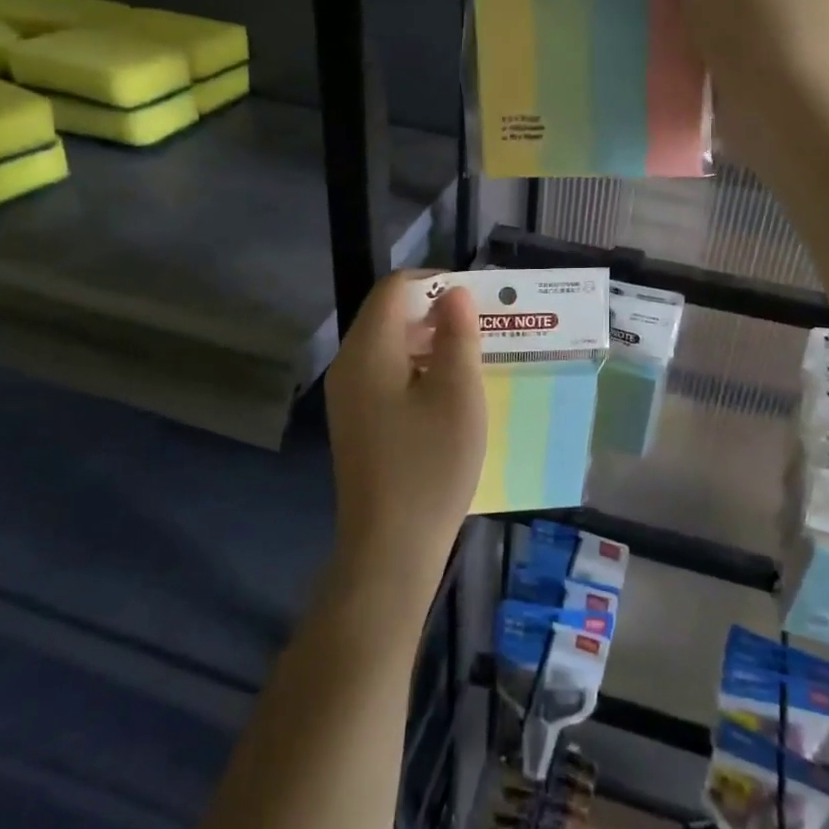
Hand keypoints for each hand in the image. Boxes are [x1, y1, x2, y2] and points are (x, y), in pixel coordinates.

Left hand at [324, 274, 485, 583]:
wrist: (390, 546)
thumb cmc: (430, 464)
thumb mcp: (458, 393)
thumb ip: (458, 335)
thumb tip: (455, 294)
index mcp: (368, 350)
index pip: (394, 289)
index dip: (434, 282)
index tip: (475, 299)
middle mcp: (349, 365)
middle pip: (387, 314)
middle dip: (434, 311)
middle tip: (480, 326)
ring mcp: (348, 395)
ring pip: (387, 344)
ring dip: (427, 340)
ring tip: (471, 355)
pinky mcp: (356, 421)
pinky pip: (384, 373)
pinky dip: (416, 367)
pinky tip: (447, 391)